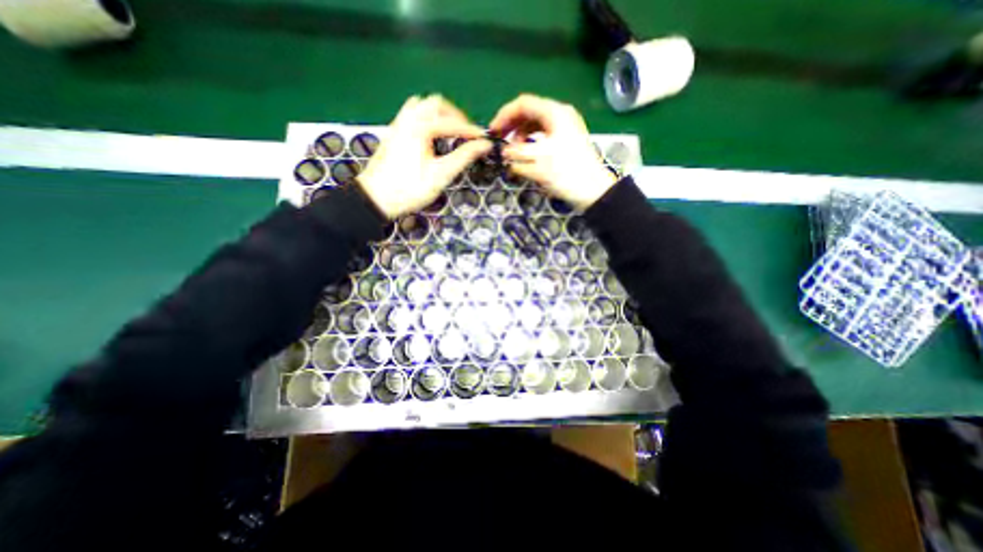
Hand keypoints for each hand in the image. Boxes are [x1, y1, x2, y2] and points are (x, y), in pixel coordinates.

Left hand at [357, 94, 491, 216]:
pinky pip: (412, 114)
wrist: (376, 198)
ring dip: (439, 115)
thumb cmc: (410, 189)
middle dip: (455, 116)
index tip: (484, 140)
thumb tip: (483, 145)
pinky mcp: (393, 133)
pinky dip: (426, 119)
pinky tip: (431, 136)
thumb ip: (463, 157)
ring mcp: (398, 124)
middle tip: (466, 134)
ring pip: (422, 105)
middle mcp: (408, 119)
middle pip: (436, 104)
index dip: (471, 131)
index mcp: (420, 127)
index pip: (452, 122)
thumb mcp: (441, 175)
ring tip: (450, 132)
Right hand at [489, 92, 612, 208]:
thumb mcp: (537, 163)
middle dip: (512, 126)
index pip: (523, 104)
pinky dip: (531, 143)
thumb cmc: (566, 174)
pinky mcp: (566, 142)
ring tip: (513, 152)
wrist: (593, 191)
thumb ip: (516, 154)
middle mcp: (560, 115)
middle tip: (500, 141)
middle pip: (530, 113)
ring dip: (521, 136)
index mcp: (555, 113)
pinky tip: (526, 156)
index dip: (504, 116)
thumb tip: (503, 152)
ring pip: (536, 125)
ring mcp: (565, 128)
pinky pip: (543, 136)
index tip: (493, 132)